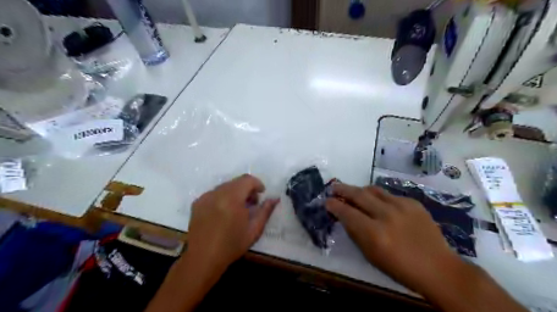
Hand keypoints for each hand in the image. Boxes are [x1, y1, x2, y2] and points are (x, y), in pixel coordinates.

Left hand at [186, 174, 281, 268]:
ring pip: (225, 186)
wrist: (202, 259)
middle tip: (251, 204)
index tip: (261, 195)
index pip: (247, 180)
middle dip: (247, 189)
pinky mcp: (197, 203)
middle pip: (236, 182)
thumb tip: (274, 198)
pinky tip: (224, 213)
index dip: (257, 184)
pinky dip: (223, 197)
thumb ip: (265, 211)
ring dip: (235, 192)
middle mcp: (217, 193)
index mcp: (232, 198)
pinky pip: (215, 193)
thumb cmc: (231, 245)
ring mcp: (205, 197)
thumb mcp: (254, 230)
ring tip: (238, 209)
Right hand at [325, 183, 463, 291]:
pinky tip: (379, 203)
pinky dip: (379, 197)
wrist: (438, 268)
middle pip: (358, 195)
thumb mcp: (371, 255)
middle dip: (343, 189)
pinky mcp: (413, 203)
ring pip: (373, 190)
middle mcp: (386, 215)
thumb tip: (344, 216)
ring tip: (354, 191)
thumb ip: (356, 233)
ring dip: (360, 190)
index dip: (334, 205)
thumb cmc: (399, 268)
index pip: (347, 212)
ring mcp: (402, 206)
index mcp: (374, 233)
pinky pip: (389, 195)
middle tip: (334, 187)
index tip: (327, 201)